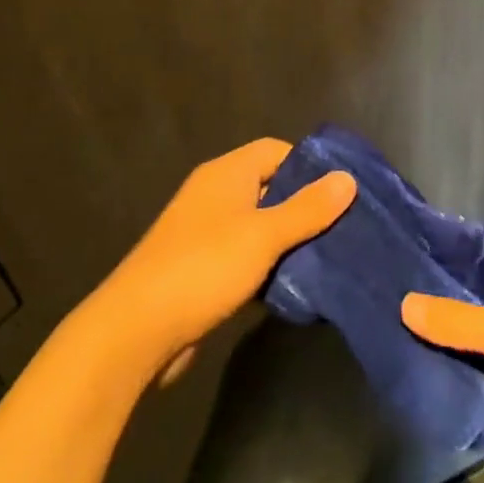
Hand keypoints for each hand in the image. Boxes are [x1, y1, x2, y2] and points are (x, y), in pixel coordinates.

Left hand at [106, 139, 354, 372]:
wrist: (135, 331)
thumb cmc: (204, 268)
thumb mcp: (264, 235)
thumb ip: (308, 208)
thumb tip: (348, 178)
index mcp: (227, 174)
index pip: (277, 150)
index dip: (310, 165)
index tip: (342, 190)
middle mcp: (215, 194)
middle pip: (271, 187)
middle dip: (306, 205)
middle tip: (344, 225)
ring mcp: (205, 232)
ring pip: (260, 225)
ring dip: (289, 239)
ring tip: (329, 255)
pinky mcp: (201, 268)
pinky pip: (245, 255)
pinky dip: (268, 265)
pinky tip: (294, 285)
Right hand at [401, 258, 483, 482]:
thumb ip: (457, 321)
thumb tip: (405, 303)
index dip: (452, 268)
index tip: (409, 271)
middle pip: (482, 309)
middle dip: (446, 314)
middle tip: (394, 312)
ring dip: (455, 353)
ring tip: (402, 345)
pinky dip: (470, 386)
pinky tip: (432, 385)